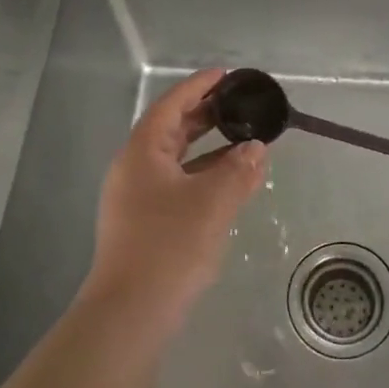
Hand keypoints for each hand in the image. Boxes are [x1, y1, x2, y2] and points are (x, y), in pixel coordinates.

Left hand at [87, 68, 268, 327]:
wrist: (132, 312)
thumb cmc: (170, 245)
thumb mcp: (212, 202)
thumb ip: (238, 170)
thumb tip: (256, 149)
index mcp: (142, 152)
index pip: (171, 106)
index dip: (198, 87)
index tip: (226, 75)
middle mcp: (134, 169)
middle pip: (171, 130)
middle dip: (205, 115)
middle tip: (239, 105)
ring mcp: (136, 198)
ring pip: (176, 160)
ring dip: (208, 148)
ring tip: (243, 140)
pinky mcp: (144, 223)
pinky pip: (177, 184)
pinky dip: (203, 175)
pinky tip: (229, 183)